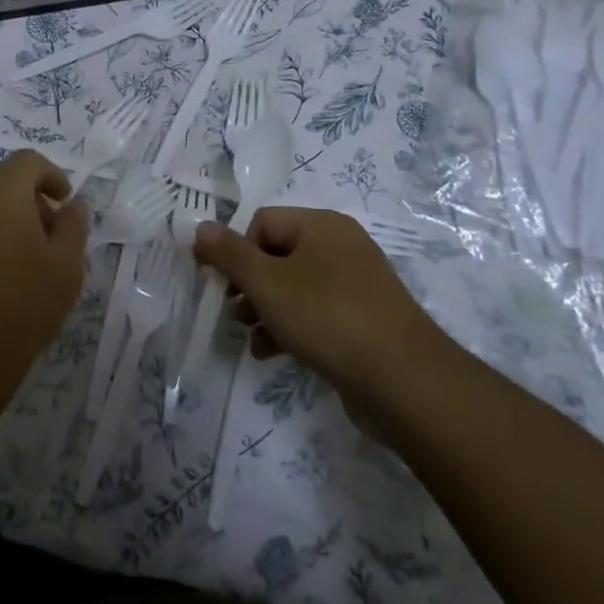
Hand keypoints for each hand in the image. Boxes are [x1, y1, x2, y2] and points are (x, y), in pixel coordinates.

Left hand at [0, 151, 88, 413]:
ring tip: (30, 249)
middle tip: (51, 226)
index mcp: (2, 189)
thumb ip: (73, 225)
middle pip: (3, 175)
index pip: (29, 161)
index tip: (66, 203)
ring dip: (8, 209)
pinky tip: (3, 264)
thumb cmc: (22, 303)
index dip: (53, 176)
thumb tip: (73, 205)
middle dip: (30, 192)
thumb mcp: (66, 265)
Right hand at [193, 208, 462, 435]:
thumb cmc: (327, 317)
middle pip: (276, 254)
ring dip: (263, 309)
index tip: (217, 282)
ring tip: (248, 336)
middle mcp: (341, 246)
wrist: (404, 381)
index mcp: (321, 225)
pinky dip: (289, 327)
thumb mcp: (266, 283)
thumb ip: (229, 254)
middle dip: (247, 284)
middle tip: (232, 312)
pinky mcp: (363, 320)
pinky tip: (270, 353)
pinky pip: (315, 313)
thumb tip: (200, 226)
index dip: (234, 250)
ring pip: (293, 287)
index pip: (261, 222)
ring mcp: (356, 285)